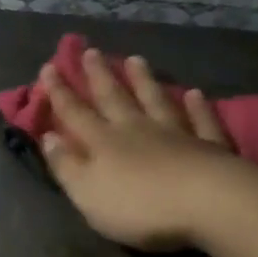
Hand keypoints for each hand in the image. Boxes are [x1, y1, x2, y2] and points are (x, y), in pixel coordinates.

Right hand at [39, 47, 243, 250]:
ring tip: (135, 59)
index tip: (49, 67)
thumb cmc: (140, 205)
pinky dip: (198, 106)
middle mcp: (137, 129)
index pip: (75, 113)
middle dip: (99, 75)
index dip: (60, 92)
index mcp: (104, 143)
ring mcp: (176, 134)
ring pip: (155, 100)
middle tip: (91, 51)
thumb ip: (66, 165)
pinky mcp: (210, 146)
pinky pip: (201, 120)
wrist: (208, 204)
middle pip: (114, 98)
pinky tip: (195, 93)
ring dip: (144, 80)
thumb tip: (47, 137)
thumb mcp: (88, 193)